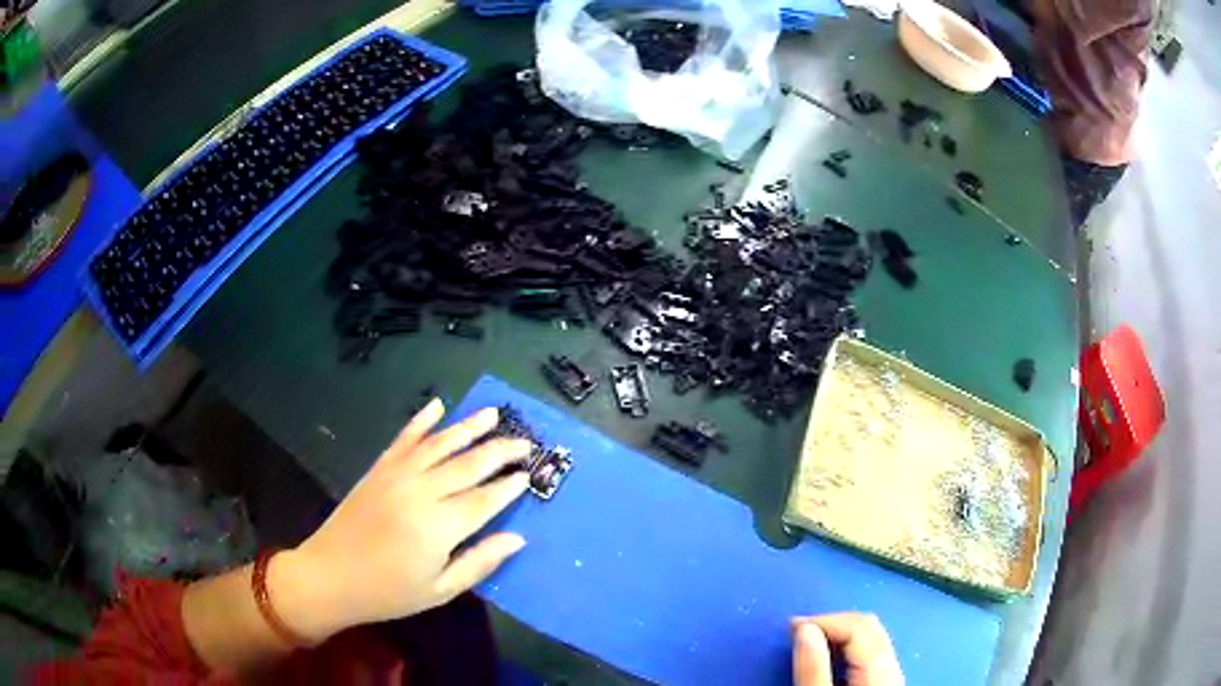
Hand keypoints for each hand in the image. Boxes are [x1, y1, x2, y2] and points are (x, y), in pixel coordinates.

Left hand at [272, 400, 532, 642]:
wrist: (330, 575)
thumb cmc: (389, 592)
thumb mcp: (440, 591)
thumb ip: (480, 562)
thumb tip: (517, 539)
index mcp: (439, 527)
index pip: (484, 499)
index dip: (508, 486)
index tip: (529, 475)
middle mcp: (421, 493)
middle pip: (468, 465)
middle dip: (499, 451)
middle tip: (525, 443)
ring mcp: (397, 476)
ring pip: (440, 444)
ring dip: (468, 427)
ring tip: (493, 414)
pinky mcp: (378, 469)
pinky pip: (404, 438)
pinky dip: (421, 420)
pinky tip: (437, 405)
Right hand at [792, 613, 903, 685]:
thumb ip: (813, 667)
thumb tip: (803, 630)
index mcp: (878, 665)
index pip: (855, 623)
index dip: (822, 619)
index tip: (793, 625)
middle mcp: (893, 664)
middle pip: (868, 626)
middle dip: (833, 622)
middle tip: (800, 630)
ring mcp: (894, 674)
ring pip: (872, 638)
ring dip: (842, 634)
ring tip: (812, 642)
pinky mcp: (889, 682)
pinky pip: (875, 653)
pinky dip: (852, 648)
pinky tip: (834, 658)